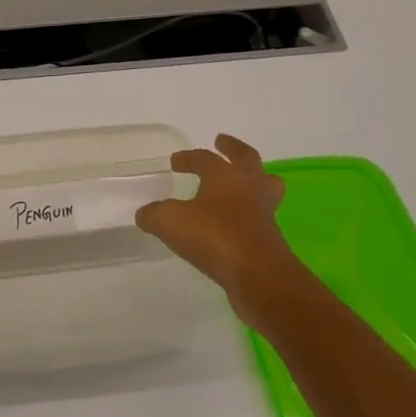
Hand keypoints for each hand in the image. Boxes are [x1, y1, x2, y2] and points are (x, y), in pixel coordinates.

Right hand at [136, 134, 301, 319]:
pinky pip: (261, 215)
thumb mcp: (170, 222)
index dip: (187, 158)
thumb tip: (145, 214)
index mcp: (224, 175)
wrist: (257, 273)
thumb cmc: (214, 236)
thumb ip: (154, 215)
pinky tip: (235, 223)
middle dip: (233, 148)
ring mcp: (264, 211)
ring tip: (243, 181)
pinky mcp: (271, 237)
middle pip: (246, 158)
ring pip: (265, 185)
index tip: (175, 162)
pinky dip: (250, 213)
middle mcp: (249, 186)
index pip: (204, 158)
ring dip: (255, 179)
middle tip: (222, 143)